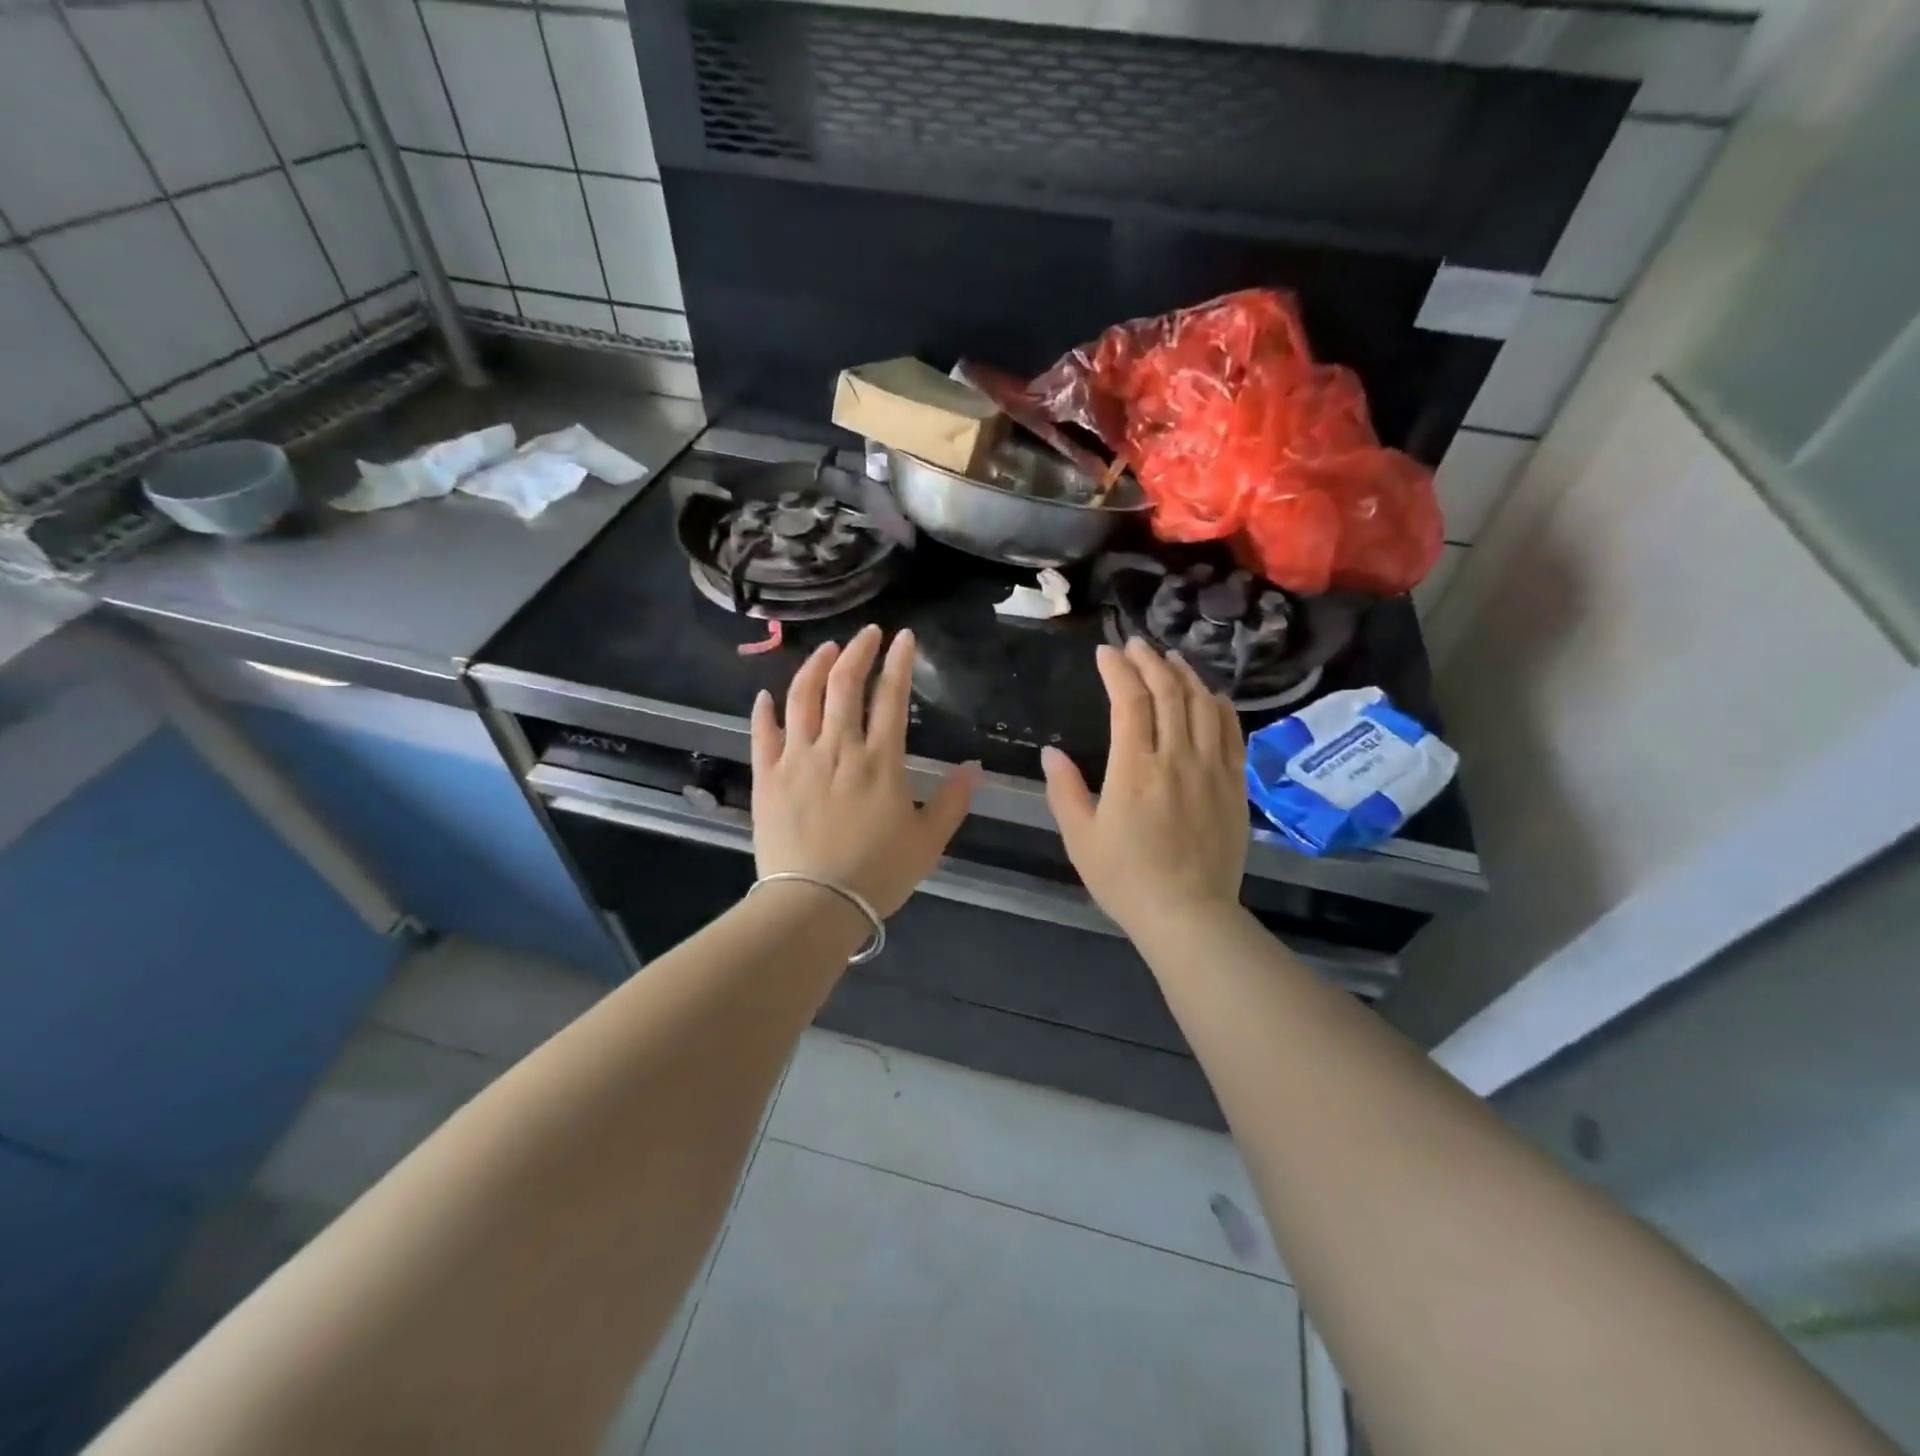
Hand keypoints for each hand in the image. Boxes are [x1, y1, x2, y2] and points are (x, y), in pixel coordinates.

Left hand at [751, 624, 978, 917]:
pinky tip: (768, 695)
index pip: (891, 696)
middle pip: (844, 684)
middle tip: (867, 633)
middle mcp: (838, 747)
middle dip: (858, 650)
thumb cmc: (877, 873)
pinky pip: (764, 733)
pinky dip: (766, 710)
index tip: (903, 637)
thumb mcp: (928, 841)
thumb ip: (953, 801)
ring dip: (815, 666)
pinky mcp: (768, 776)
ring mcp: (798, 758)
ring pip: (802, 697)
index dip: (898, 661)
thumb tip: (974, 768)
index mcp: (881, 760)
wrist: (815, 903)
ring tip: (826, 649)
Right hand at [1041, 639, 1247, 937]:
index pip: (1129, 701)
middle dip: (1149, 661)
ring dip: (1184, 675)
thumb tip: (1052, 753)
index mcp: (1135, 769)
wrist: (1188, 914)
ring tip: (1169, 659)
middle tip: (1135, 645)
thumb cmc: (1126, 878)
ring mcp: (1212, 768)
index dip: (1117, 670)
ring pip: (1203, 704)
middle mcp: (1177, 758)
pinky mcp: (1235, 783)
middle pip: (1169, 692)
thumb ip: (1064, 790)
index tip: (1105, 653)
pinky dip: (1220, 705)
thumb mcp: (1080, 838)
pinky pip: (1232, 731)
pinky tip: (1210, 694)